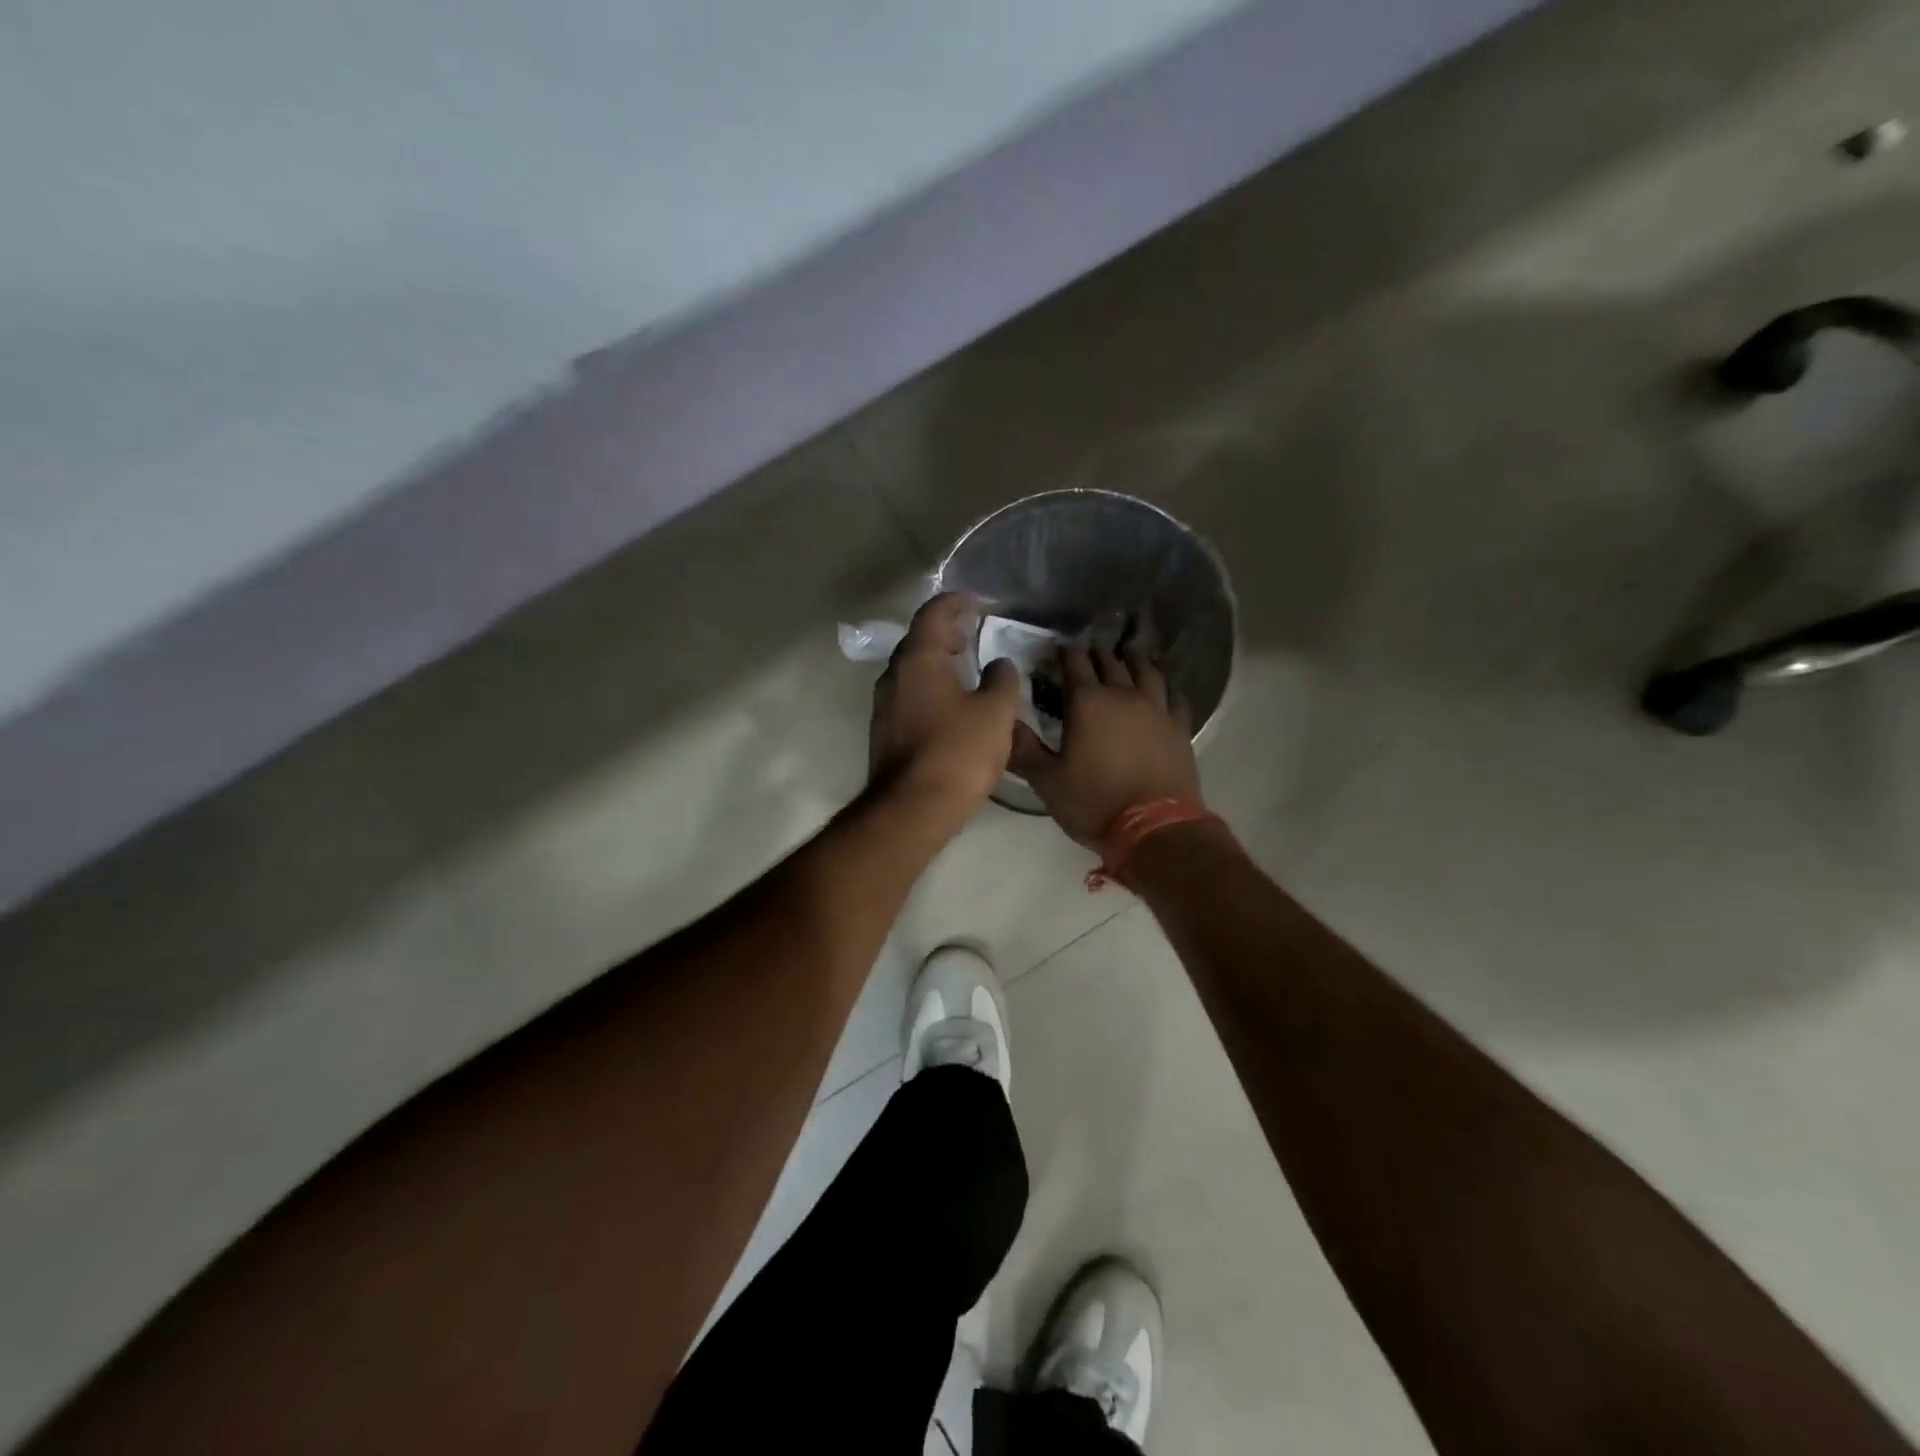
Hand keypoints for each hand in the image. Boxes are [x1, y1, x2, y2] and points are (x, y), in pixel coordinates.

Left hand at [869, 593, 1021, 812]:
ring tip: (965, 666)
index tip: (975, 601)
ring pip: (912, 670)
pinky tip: (952, 704)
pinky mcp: (885, 732)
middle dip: (945, 631)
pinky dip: (930, 687)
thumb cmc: (957, 753)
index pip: (933, 614)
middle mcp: (894, 676)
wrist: (912, 809)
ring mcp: (884, 706)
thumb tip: (999, 664)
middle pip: (918, 640)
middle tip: (972, 632)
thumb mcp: (995, 713)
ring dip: (937, 661)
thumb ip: (1002, 680)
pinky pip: (909, 695)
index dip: (955, 602)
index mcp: (918, 660)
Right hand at [1010, 645, 1199, 847]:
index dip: (1064, 652)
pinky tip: (1166, 691)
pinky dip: (1167, 689)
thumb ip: (1024, 750)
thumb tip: (1005, 723)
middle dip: (1097, 654)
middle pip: (1110, 662)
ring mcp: (1157, 709)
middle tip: (1089, 651)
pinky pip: (1175, 698)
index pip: (1074, 663)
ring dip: (1134, 660)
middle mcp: (1123, 696)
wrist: (1155, 828)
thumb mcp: (1047, 781)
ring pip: (1146, 672)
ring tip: (1129, 654)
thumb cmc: (1094, 802)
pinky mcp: (1180, 728)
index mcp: (1088, 703)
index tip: (1057, 649)